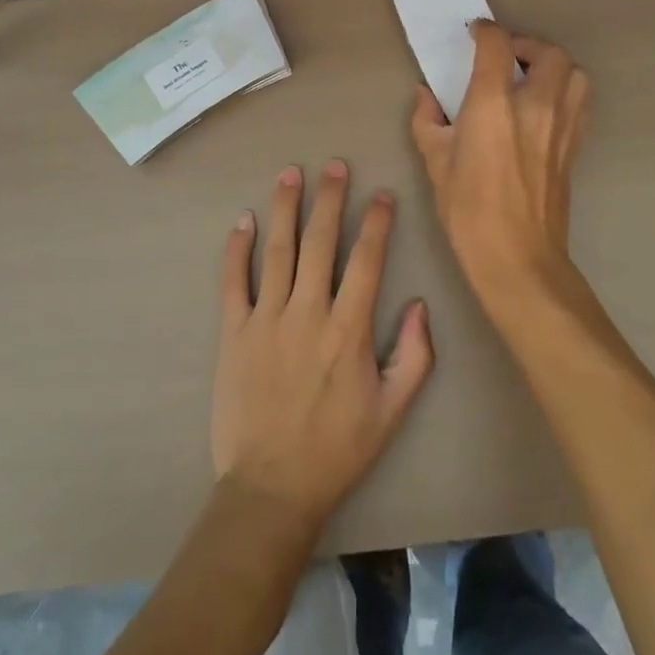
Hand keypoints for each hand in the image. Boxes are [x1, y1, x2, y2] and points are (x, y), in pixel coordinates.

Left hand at [213, 161, 433, 533]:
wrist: (271, 489)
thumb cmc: (336, 450)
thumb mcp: (391, 412)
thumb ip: (415, 357)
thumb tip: (421, 305)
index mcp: (348, 330)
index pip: (366, 260)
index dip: (376, 223)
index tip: (382, 193)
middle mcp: (307, 313)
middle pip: (320, 242)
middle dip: (330, 199)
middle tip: (335, 165)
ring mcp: (266, 319)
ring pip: (278, 250)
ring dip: (285, 208)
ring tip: (291, 174)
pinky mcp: (233, 332)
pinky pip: (233, 281)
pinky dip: (237, 248)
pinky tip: (243, 220)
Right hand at [411, 22, 590, 314]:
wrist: (518, 259)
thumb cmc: (468, 210)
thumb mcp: (435, 161)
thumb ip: (428, 120)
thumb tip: (426, 96)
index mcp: (494, 104)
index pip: (497, 45)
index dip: (486, 31)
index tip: (475, 33)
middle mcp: (535, 105)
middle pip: (549, 52)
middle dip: (526, 44)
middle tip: (505, 56)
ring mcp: (562, 126)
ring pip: (574, 73)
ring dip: (553, 65)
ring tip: (529, 77)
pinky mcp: (575, 147)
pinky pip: (580, 101)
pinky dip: (565, 90)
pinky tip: (543, 106)